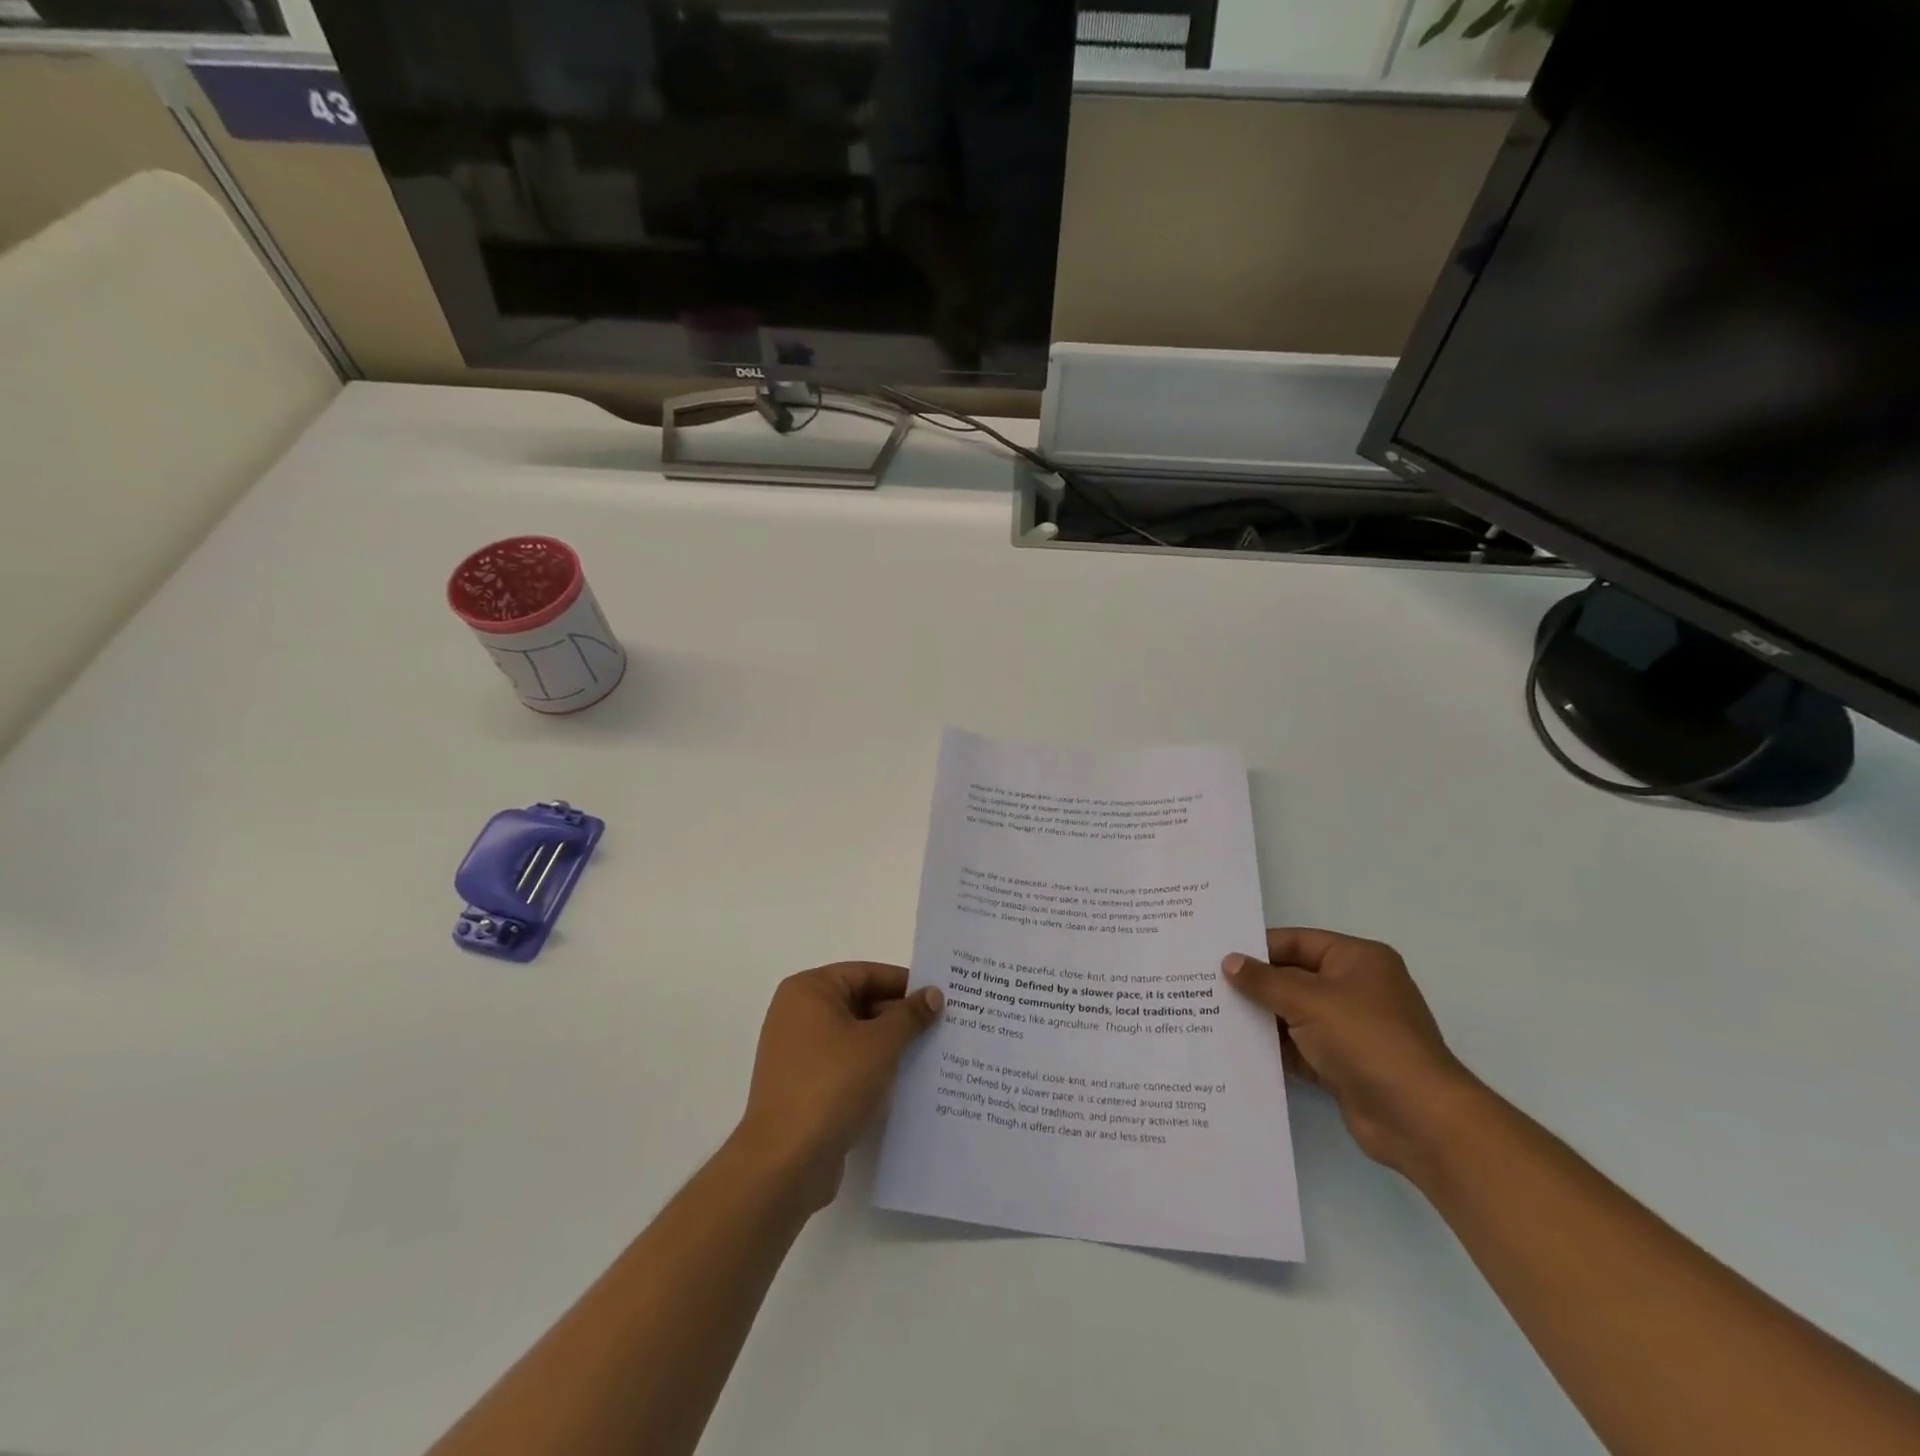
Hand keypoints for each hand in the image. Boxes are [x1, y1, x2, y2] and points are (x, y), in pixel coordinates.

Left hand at [735, 963, 942, 1209]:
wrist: (785, 1163)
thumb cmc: (831, 1085)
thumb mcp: (880, 1044)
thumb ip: (909, 1016)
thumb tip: (933, 994)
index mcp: (809, 991)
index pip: (866, 974)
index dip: (905, 984)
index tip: (941, 997)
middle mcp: (798, 1014)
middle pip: (861, 1003)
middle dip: (900, 1017)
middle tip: (943, 1026)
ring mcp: (798, 1053)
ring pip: (856, 1037)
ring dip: (890, 1045)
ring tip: (933, 1053)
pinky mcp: (804, 1087)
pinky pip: (847, 1066)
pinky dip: (873, 1070)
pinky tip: (906, 1083)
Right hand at [1224, 929, 1479, 1175]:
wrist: (1418, 1119)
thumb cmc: (1365, 1040)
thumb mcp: (1308, 1000)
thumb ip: (1264, 981)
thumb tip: (1229, 962)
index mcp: (1357, 960)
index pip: (1297, 942)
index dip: (1257, 948)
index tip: (1215, 954)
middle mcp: (1355, 988)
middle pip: (1293, 978)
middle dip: (1254, 984)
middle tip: (1205, 983)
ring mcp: (1350, 1028)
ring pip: (1293, 1014)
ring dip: (1261, 1017)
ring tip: (1211, 1014)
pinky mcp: (1343, 1064)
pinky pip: (1299, 1047)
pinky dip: (1273, 1048)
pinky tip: (1236, 1047)